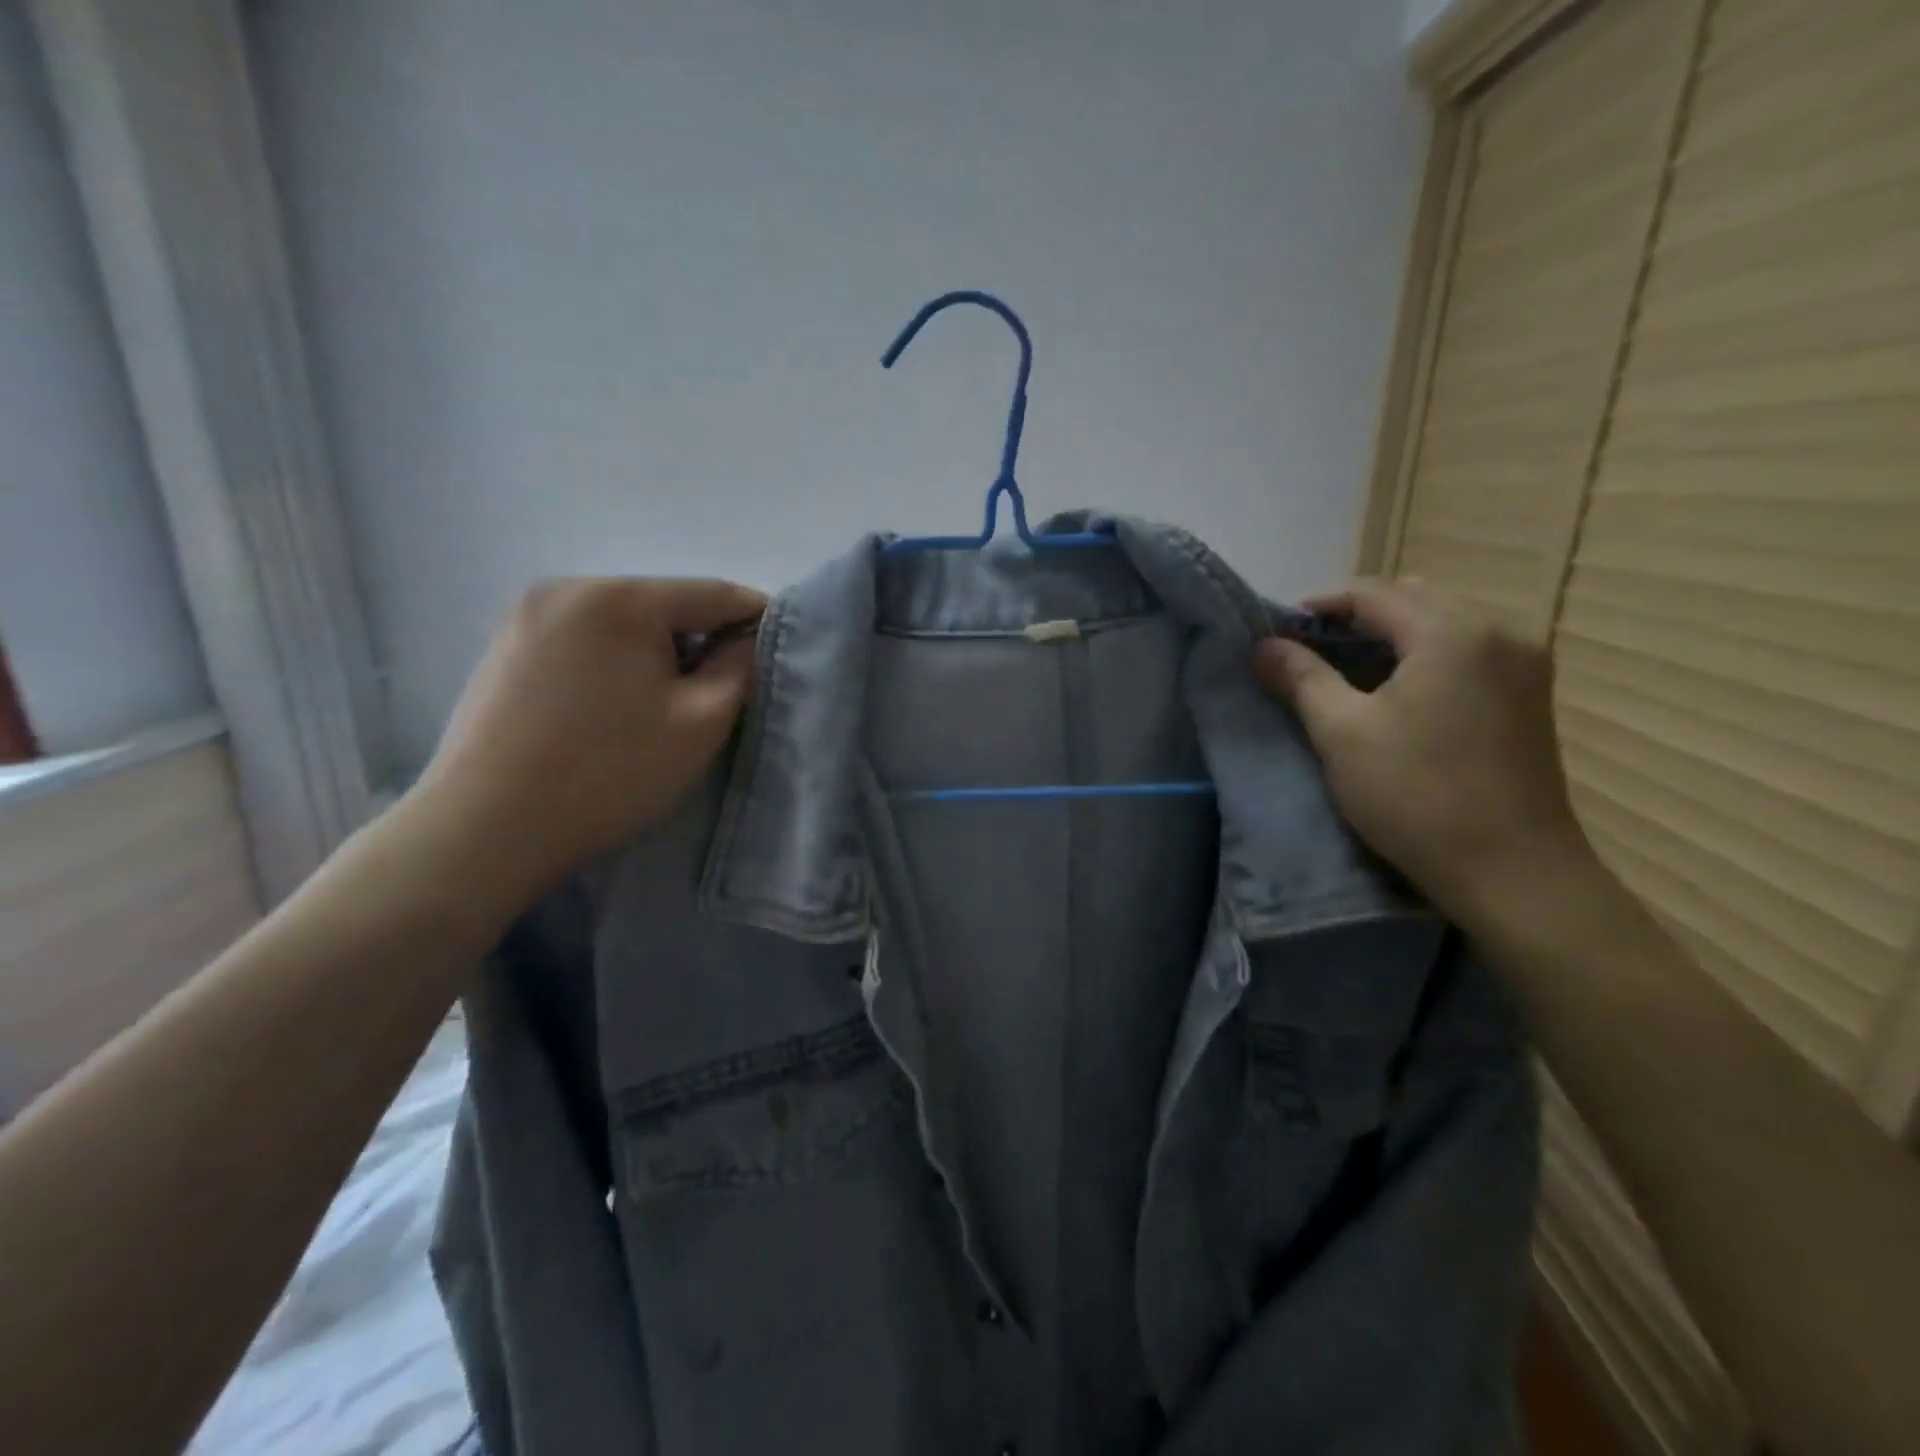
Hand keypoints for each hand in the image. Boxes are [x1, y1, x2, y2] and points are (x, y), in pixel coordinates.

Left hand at [409, 577, 763, 905]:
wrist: (486, 829)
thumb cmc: (610, 772)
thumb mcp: (701, 721)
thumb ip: (741, 667)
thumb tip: (750, 639)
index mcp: (621, 597)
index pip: (716, 593)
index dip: (758, 620)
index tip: (779, 654)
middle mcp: (569, 587)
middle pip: (667, 605)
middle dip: (702, 642)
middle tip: (721, 693)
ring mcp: (528, 615)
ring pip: (624, 624)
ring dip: (658, 654)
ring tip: (664, 706)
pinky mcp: (505, 646)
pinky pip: (585, 640)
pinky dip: (615, 663)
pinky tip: (613, 709)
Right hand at [1251, 580, 1593, 928]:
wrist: (1513, 872)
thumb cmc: (1417, 796)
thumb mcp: (1342, 733)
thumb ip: (1301, 678)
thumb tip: (1261, 645)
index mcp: (1453, 632)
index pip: (1373, 593)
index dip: (1318, 605)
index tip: (1277, 631)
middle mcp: (1499, 632)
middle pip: (1412, 602)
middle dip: (1354, 618)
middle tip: (1305, 650)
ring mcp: (1523, 664)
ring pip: (1441, 627)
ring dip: (1389, 638)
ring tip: (1342, 669)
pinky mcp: (1529, 696)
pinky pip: (1465, 653)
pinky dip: (1422, 657)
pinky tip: (1395, 690)